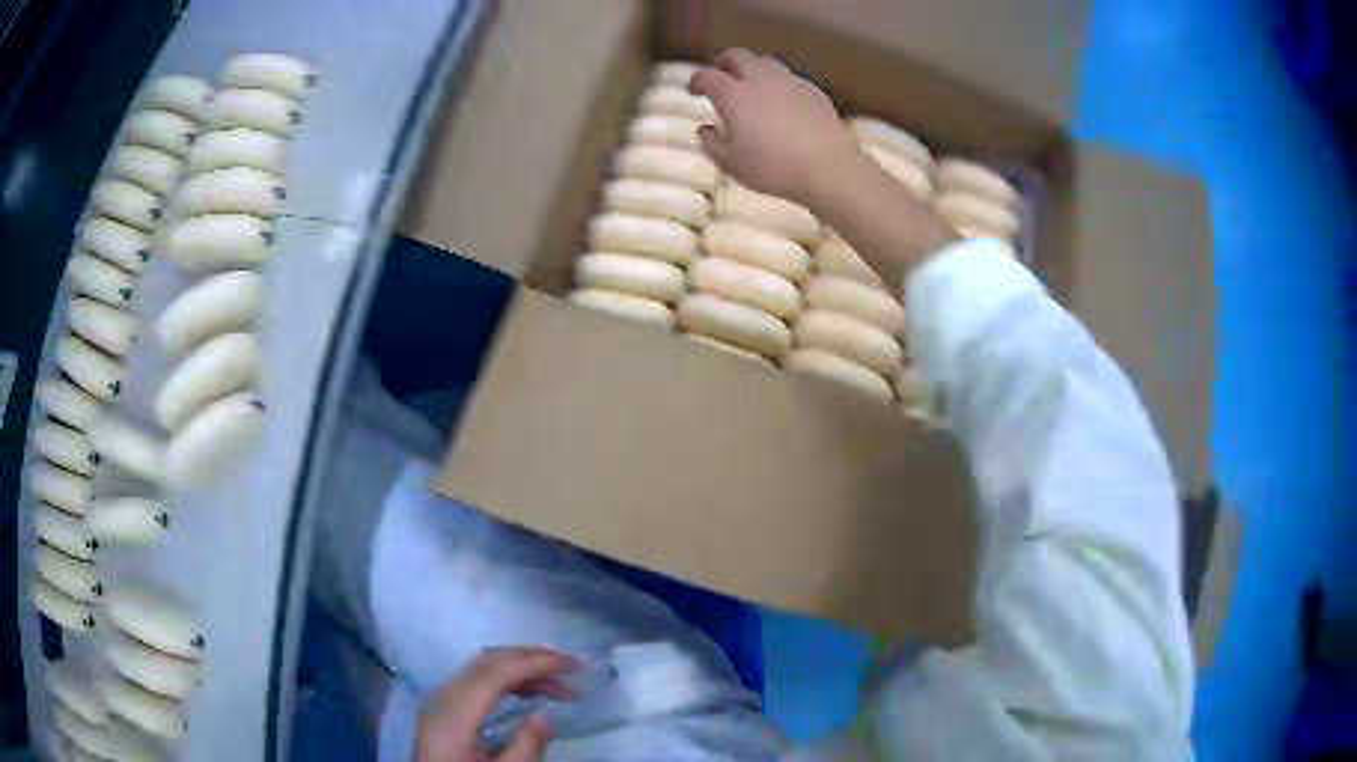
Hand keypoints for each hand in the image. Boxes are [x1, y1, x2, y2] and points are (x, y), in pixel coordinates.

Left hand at [416, 647, 577, 761]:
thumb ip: (525, 747)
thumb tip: (546, 715)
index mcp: (456, 709)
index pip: (499, 670)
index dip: (538, 662)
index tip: (575, 666)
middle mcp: (443, 694)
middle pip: (489, 660)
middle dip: (532, 658)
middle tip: (571, 669)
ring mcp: (439, 698)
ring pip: (481, 666)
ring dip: (520, 668)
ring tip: (558, 686)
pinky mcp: (441, 707)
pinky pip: (474, 678)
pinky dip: (504, 678)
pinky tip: (526, 693)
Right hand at [690, 49, 858, 206]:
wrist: (828, 168)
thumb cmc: (773, 167)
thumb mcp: (731, 163)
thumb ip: (711, 143)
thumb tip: (704, 129)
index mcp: (734, 95)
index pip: (707, 76)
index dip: (696, 81)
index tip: (693, 90)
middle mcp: (760, 80)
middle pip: (738, 56)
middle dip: (725, 62)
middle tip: (722, 75)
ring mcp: (790, 82)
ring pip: (766, 63)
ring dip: (754, 69)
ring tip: (753, 87)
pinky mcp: (813, 91)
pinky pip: (790, 79)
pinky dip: (779, 85)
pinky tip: (782, 103)